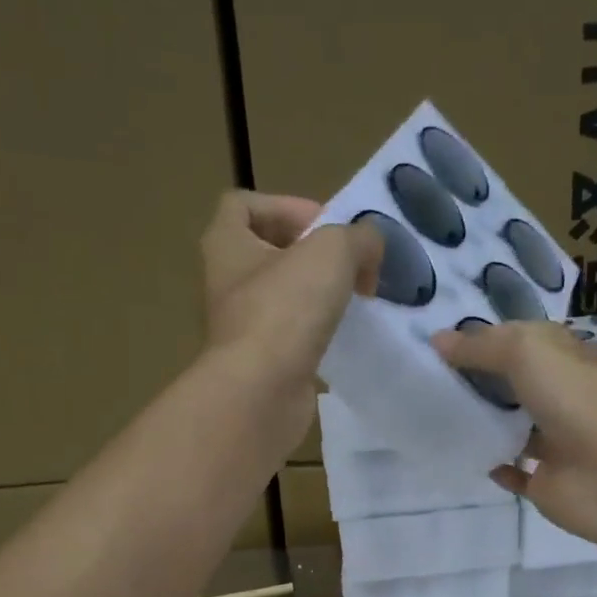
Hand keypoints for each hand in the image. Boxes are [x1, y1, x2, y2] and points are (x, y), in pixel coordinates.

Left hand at [198, 190, 381, 388]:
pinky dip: (319, 332)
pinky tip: (345, 336)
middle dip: (313, 253)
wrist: (261, 392)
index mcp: (225, 243)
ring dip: (320, 294)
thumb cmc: (285, 309)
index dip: (286, 205)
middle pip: (270, 251)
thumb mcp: (333, 251)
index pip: (243, 204)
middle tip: (350, 265)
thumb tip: (371, 246)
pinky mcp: (262, 362)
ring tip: (355, 300)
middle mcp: (227, 282)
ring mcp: (242, 326)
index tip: (325, 225)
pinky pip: (293, 335)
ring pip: (285, 296)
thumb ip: (359, 237)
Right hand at [430, 320, 596, 548]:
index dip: (481, 337)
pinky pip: (512, 472)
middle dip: (474, 378)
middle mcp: (559, 395)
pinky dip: (492, 465)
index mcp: (562, 357)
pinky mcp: (545, 481)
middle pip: (510, 382)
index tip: (434, 341)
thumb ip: (481, 346)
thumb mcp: (527, 352)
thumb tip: (437, 341)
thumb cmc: (576, 402)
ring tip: (430, 414)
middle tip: (422, 377)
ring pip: (510, 426)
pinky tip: (465, 456)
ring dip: (480, 421)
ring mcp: (553, 441)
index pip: (517, 339)